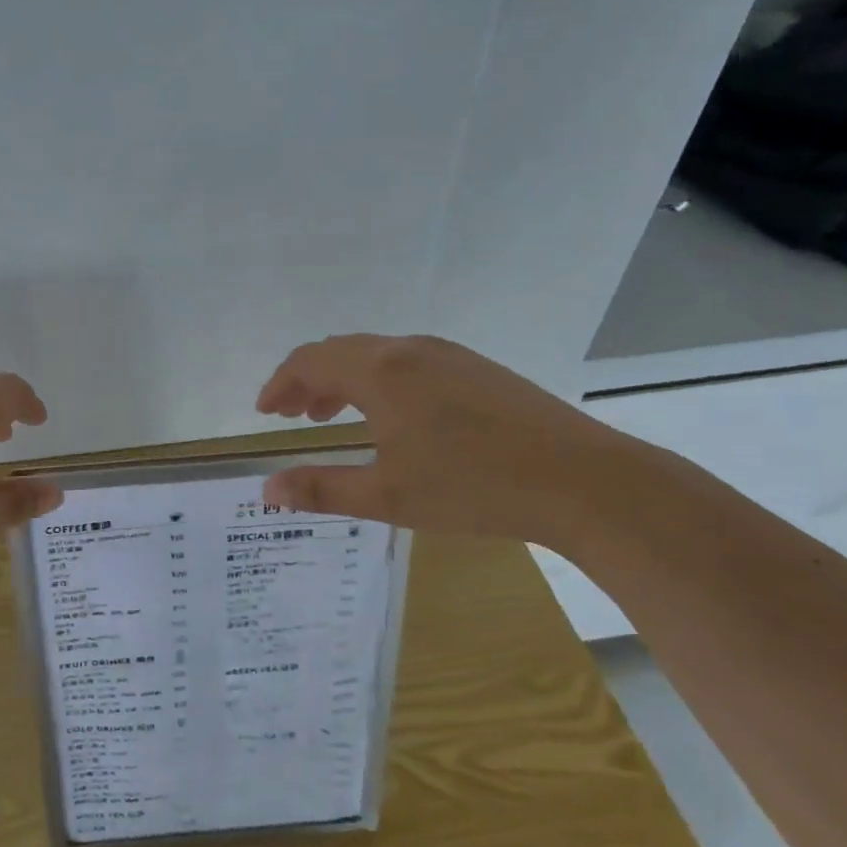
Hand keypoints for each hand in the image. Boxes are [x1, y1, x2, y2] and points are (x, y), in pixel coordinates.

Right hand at [254, 334, 628, 545]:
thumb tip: (266, 490)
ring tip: (331, 415)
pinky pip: (406, 360)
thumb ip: (321, 489)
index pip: (309, 361)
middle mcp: (408, 350)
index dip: (279, 384)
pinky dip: (377, 379)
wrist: (582, 481)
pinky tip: (391, 416)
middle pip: (339, 350)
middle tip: (290, 414)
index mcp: (380, 372)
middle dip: (306, 380)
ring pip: (375, 353)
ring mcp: (447, 354)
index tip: (264, 412)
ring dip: (342, 378)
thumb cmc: (473, 488)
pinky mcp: (476, 367)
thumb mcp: (387, 496)